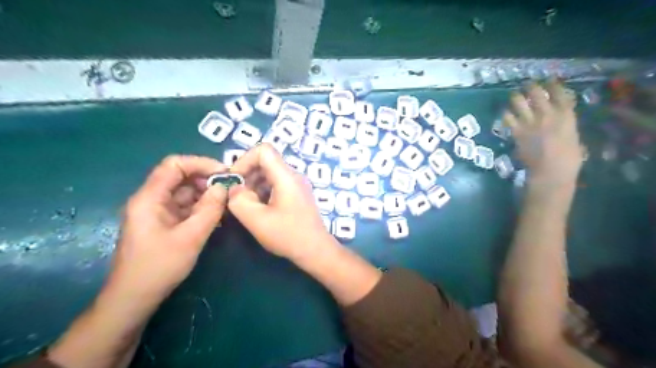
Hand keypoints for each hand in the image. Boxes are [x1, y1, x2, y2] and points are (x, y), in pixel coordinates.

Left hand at [107, 155, 228, 304]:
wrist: (134, 299)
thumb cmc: (159, 267)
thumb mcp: (190, 237)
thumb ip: (209, 209)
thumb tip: (224, 187)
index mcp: (149, 198)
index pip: (174, 165)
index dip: (200, 163)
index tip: (224, 173)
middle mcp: (151, 200)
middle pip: (180, 177)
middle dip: (206, 179)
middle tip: (230, 189)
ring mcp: (157, 212)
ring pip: (185, 192)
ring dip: (206, 194)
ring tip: (227, 202)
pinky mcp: (164, 223)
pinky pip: (185, 207)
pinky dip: (201, 207)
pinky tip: (217, 215)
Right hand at [229, 144, 333, 261]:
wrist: (316, 250)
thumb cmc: (288, 235)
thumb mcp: (257, 220)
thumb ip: (239, 200)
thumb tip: (234, 189)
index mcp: (287, 176)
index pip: (263, 150)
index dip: (244, 160)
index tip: (235, 181)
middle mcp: (294, 176)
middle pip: (266, 162)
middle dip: (247, 175)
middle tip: (237, 196)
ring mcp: (297, 185)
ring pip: (270, 174)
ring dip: (253, 185)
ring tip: (247, 205)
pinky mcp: (297, 195)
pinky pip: (276, 184)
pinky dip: (263, 192)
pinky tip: (259, 209)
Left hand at [504, 80, 580, 183]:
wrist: (551, 171)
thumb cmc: (569, 158)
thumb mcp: (573, 135)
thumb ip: (565, 124)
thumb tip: (558, 119)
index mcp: (566, 114)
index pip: (559, 92)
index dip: (552, 83)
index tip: (548, 80)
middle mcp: (547, 114)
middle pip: (536, 92)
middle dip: (530, 86)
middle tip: (526, 85)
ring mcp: (530, 122)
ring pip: (518, 101)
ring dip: (515, 97)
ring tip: (514, 96)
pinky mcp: (516, 132)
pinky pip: (507, 118)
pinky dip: (506, 114)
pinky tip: (506, 114)